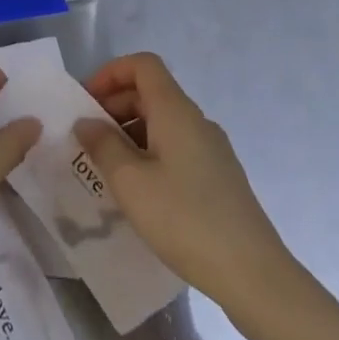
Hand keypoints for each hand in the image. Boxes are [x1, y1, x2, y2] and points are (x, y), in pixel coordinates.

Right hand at [74, 52, 299, 310]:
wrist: (253, 274)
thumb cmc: (184, 219)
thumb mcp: (130, 182)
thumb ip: (102, 145)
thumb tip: (86, 122)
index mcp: (176, 111)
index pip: (143, 65)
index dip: (110, 73)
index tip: (85, 102)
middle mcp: (196, 121)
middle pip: (150, 92)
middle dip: (113, 107)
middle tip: (87, 140)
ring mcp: (212, 149)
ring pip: (162, 123)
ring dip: (129, 134)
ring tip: (106, 170)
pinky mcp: (218, 177)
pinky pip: (176, 148)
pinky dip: (149, 155)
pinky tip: (138, 193)